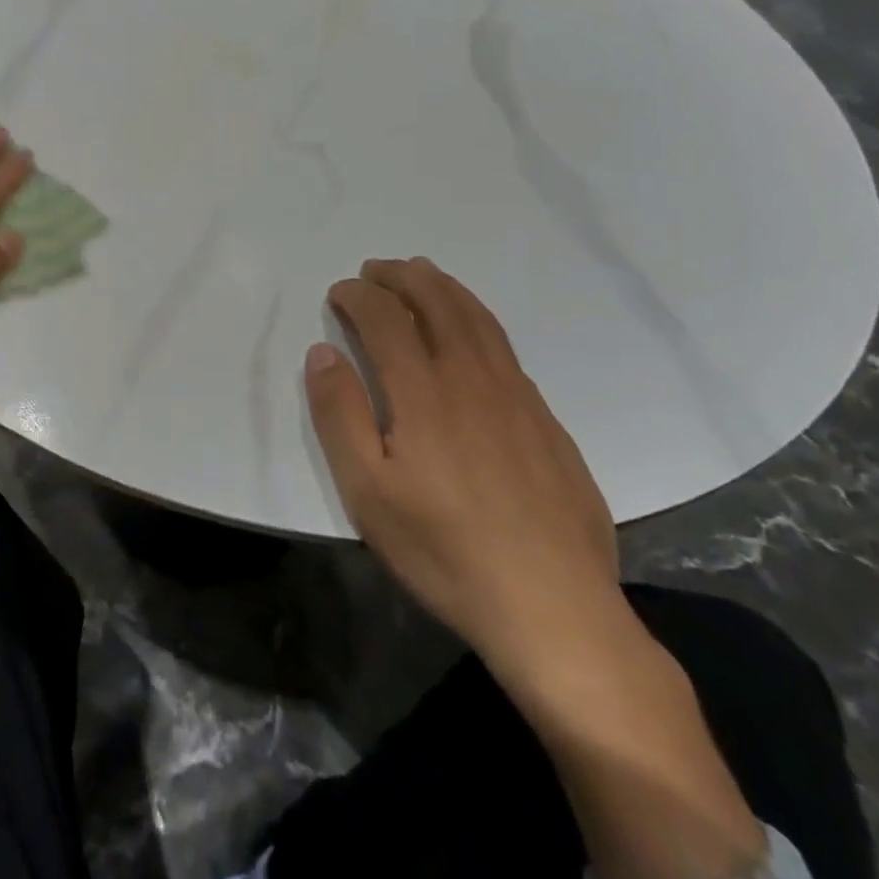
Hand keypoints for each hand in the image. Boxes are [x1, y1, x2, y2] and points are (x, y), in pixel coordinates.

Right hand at [304, 257, 621, 667]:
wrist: (555, 610)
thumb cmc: (445, 552)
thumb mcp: (367, 492)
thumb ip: (340, 415)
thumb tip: (323, 352)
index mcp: (425, 393)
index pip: (387, 318)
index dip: (359, 296)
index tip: (338, 291)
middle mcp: (473, 379)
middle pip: (438, 304)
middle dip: (403, 277)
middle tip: (376, 268)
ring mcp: (518, 398)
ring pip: (479, 320)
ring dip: (445, 288)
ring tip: (422, 275)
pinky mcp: (546, 423)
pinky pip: (505, 349)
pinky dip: (478, 319)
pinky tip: (471, 334)